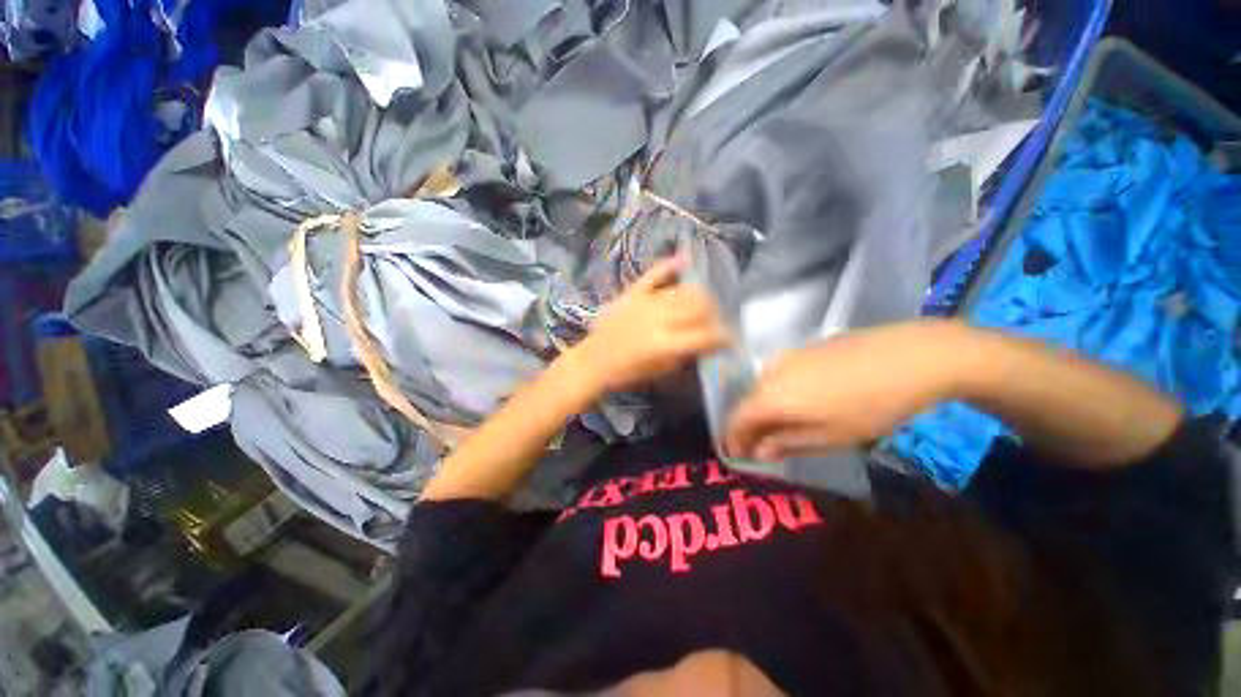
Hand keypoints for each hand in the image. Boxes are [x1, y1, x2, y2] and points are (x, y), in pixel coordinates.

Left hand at [571, 255, 729, 395]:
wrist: (592, 361)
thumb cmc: (625, 373)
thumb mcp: (659, 372)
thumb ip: (684, 355)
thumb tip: (704, 343)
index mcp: (663, 343)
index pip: (704, 335)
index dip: (723, 339)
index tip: (729, 341)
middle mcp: (658, 317)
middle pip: (699, 306)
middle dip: (714, 315)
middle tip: (714, 324)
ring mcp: (645, 300)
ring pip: (685, 290)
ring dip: (700, 297)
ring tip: (703, 306)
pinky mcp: (633, 291)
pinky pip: (655, 273)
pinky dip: (671, 265)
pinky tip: (685, 260)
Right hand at [724, 321, 968, 460]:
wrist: (912, 356)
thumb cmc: (871, 406)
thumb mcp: (831, 436)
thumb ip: (787, 443)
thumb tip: (759, 452)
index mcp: (772, 395)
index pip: (737, 418)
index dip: (733, 437)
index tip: (737, 454)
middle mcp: (771, 371)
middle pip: (748, 401)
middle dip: (749, 425)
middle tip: (760, 444)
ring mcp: (787, 355)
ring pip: (764, 386)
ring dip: (765, 408)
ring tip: (781, 425)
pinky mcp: (804, 347)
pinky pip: (780, 373)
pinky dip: (780, 391)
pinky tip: (800, 400)